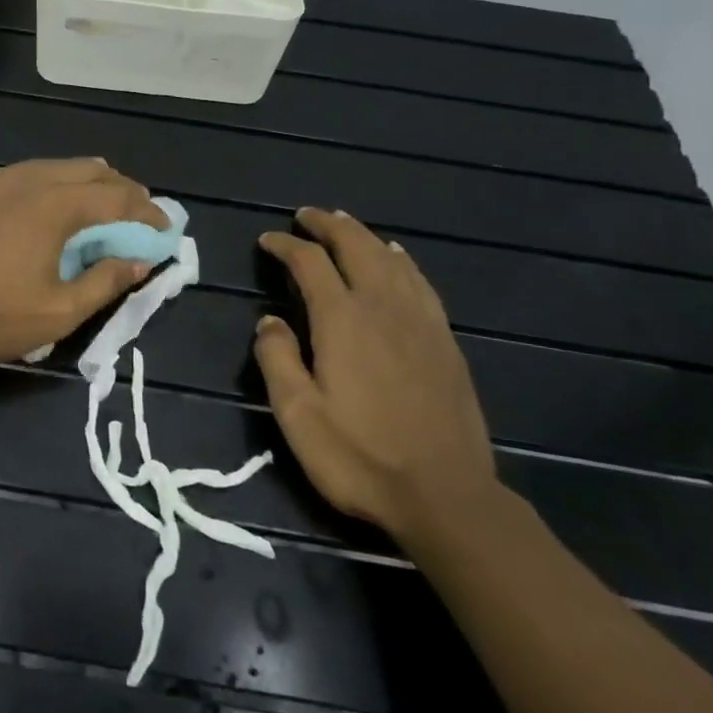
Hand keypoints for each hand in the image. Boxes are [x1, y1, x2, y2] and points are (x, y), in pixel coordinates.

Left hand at [0, 158, 169, 368]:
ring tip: (95, 201)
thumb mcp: (58, 312)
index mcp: (52, 206)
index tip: (164, 228)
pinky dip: (41, 185)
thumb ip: (105, 282)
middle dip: (119, 188)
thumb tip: (141, 260)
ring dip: (80, 182)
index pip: (115, 198)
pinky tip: (37, 206)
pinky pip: (14, 176)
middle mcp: (24, 180)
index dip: (146, 212)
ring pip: (48, 167)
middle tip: (136, 210)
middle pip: (85, 170)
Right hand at [254, 208, 498, 546]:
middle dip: (328, 225)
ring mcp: (420, 321)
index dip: (286, 245)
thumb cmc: (360, 457)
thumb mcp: (297, 415)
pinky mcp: (444, 340)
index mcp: (342, 320)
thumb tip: (268, 320)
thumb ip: (277, 359)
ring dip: (363, 235)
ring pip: (390, 258)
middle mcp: (382, 307)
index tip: (267, 241)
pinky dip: (401, 260)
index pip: (310, 262)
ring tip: (344, 224)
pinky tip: (396, 258)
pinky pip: (419, 282)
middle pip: (355, 246)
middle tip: (305, 216)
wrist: (444, 495)